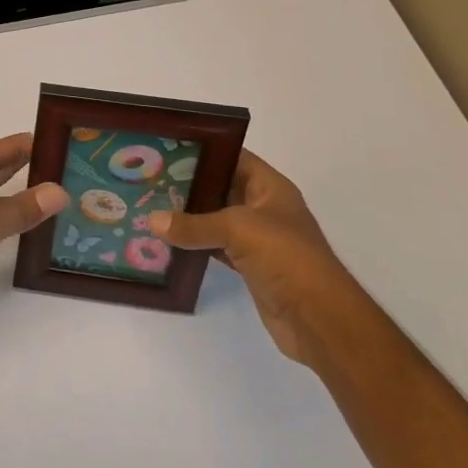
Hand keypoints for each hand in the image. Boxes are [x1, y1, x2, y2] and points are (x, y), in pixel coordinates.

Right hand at [150, 150, 350, 364]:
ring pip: (216, 219)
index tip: (167, 148)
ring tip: (150, 206)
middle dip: (188, 184)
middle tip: (149, 179)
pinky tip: (167, 242)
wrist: (318, 318)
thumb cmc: (286, 257)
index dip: (204, 151)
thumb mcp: (238, 229)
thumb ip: (194, 224)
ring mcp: (257, 239)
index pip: (234, 157)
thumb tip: (152, 221)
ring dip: (188, 217)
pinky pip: (215, 247)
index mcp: (269, 188)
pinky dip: (194, 245)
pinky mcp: (250, 266)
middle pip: (221, 188)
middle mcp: (264, 208)